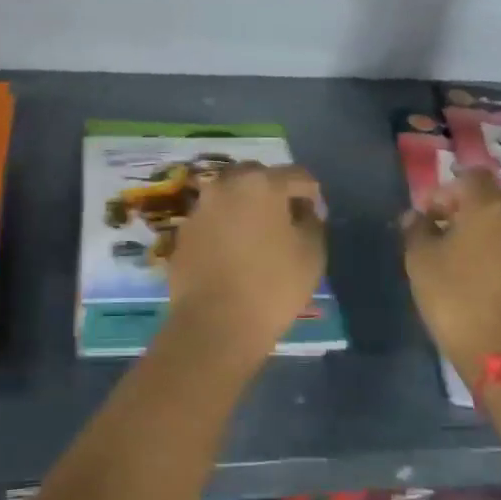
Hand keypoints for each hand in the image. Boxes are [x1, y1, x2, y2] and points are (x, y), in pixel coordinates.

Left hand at [165, 162, 326, 361]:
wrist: (214, 324)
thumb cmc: (272, 286)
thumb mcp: (312, 254)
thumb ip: (312, 222)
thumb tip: (302, 211)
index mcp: (261, 183)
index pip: (297, 176)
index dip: (312, 194)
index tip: (316, 217)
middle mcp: (225, 185)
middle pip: (257, 176)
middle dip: (274, 191)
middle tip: (285, 219)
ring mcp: (200, 207)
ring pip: (229, 195)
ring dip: (245, 207)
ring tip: (257, 236)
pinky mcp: (184, 232)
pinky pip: (211, 219)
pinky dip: (224, 227)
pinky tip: (232, 253)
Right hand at [402, 167, 500, 388]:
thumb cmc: (457, 300)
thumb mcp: (420, 262)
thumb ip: (416, 230)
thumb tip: (416, 216)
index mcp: (489, 209)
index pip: (472, 176)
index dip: (447, 189)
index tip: (428, 215)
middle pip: (494, 200)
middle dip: (468, 211)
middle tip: (444, 236)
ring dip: (487, 237)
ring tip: (463, 265)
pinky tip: (487, 289)